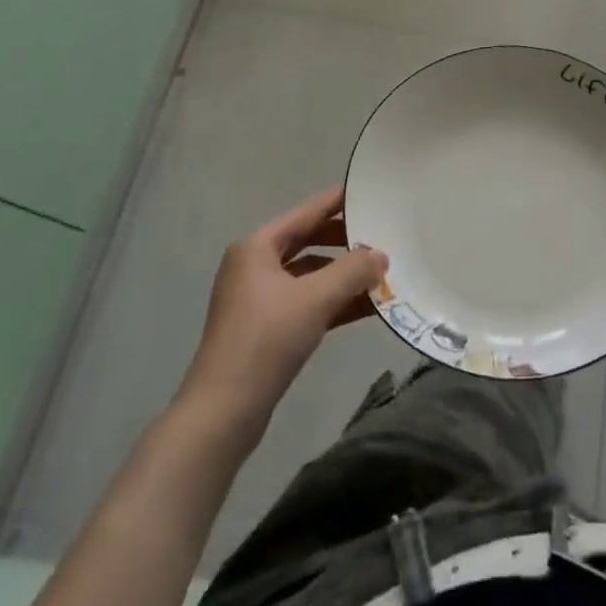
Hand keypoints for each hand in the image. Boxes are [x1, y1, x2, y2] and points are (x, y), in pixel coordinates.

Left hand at [177, 187, 387, 446]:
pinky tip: (366, 308)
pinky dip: (333, 302)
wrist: (222, 414)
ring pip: (309, 275)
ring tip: (381, 274)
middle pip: (309, 242)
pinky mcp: (264, 329)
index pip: (307, 212)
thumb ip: (353, 270)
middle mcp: (254, 266)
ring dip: (343, 276)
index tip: (370, 192)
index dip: (339, 202)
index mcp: (257, 247)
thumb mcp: (316, 299)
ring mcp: (257, 299)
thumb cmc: (266, 341)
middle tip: (382, 237)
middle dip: (346, 243)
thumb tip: (381, 255)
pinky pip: (306, 302)